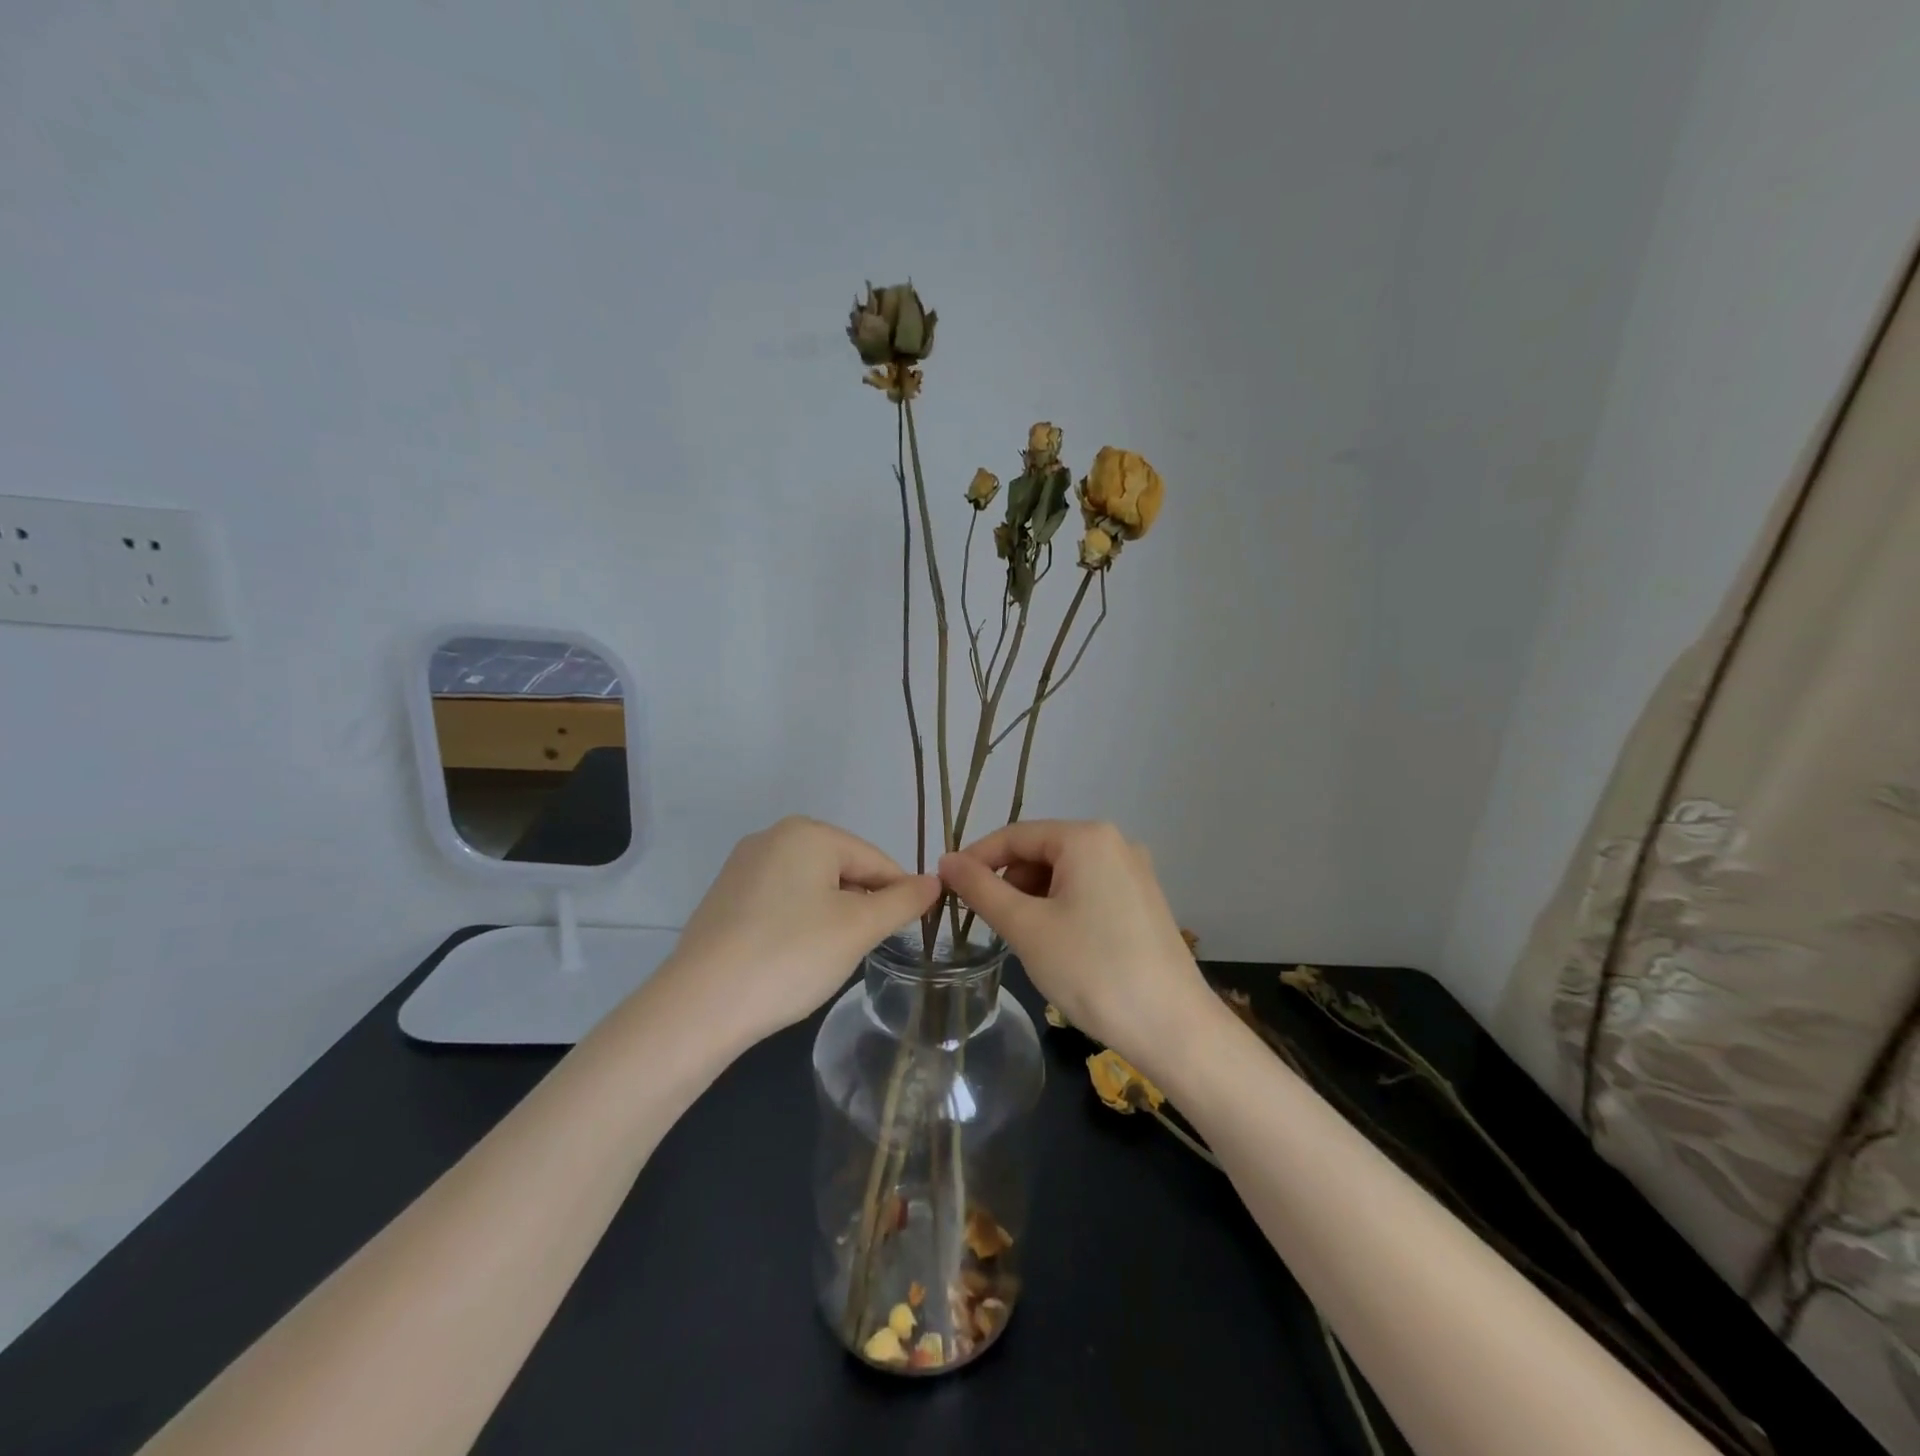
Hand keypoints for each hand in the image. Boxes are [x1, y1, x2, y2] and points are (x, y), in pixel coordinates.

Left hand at [658, 817, 940, 1049]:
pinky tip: (792, 957)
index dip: (899, 897)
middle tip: (861, 951)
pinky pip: (781, 901)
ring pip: (812, 887)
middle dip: (860, 908)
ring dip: (831, 918)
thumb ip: (903, 901)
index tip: (909, 934)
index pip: (876, 860)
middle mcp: (773, 837)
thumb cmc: (791, 956)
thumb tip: (935, 881)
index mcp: (808, 832)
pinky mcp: (725, 897)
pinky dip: (798, 924)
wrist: (700, 1005)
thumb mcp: (858, 928)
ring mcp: (743, 866)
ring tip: (825, 958)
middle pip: (843, 870)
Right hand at [939, 821, 1209, 1066]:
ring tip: (1026, 940)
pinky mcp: (1144, 900)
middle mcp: (1115, 843)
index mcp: (1087, 838)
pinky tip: (1058, 946)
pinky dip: (1062, 909)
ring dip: (1035, 899)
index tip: (947, 888)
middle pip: (1042, 852)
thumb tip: (946, 861)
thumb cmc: (1092, 970)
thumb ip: (981, 889)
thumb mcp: (1026, 928)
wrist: (1173, 1028)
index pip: (1015, 836)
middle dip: (1010, 883)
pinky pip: (1089, 890)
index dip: (976, 859)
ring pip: (1065, 874)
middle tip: (991, 924)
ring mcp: (1134, 872)